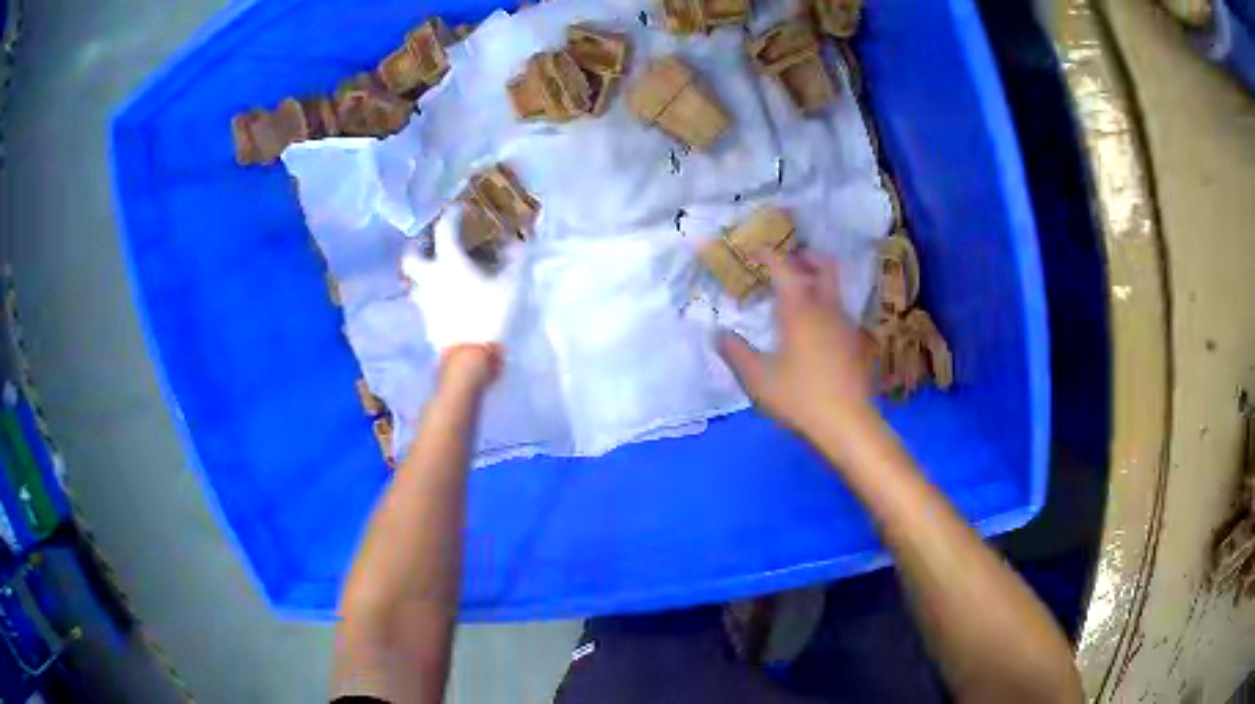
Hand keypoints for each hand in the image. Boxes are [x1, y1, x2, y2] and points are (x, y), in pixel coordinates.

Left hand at [400, 206, 525, 380]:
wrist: (469, 358)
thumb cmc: (489, 314)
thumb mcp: (510, 284)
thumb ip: (514, 260)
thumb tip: (517, 243)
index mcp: (449, 262)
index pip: (445, 229)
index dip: (452, 215)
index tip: (459, 209)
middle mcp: (430, 277)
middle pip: (411, 256)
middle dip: (417, 245)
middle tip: (427, 241)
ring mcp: (424, 300)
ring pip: (414, 279)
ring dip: (422, 271)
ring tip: (436, 270)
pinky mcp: (426, 320)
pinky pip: (424, 299)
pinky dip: (431, 292)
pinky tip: (444, 295)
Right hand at [717, 252, 877, 459]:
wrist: (847, 424)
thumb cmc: (799, 398)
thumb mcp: (758, 378)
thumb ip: (735, 352)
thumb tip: (716, 334)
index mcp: (800, 308)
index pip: (783, 267)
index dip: (767, 254)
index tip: (752, 251)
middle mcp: (827, 307)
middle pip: (823, 265)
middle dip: (803, 257)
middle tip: (784, 263)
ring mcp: (845, 324)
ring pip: (833, 287)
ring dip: (815, 280)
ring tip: (792, 296)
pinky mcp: (855, 342)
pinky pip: (838, 309)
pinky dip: (822, 304)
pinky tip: (810, 328)